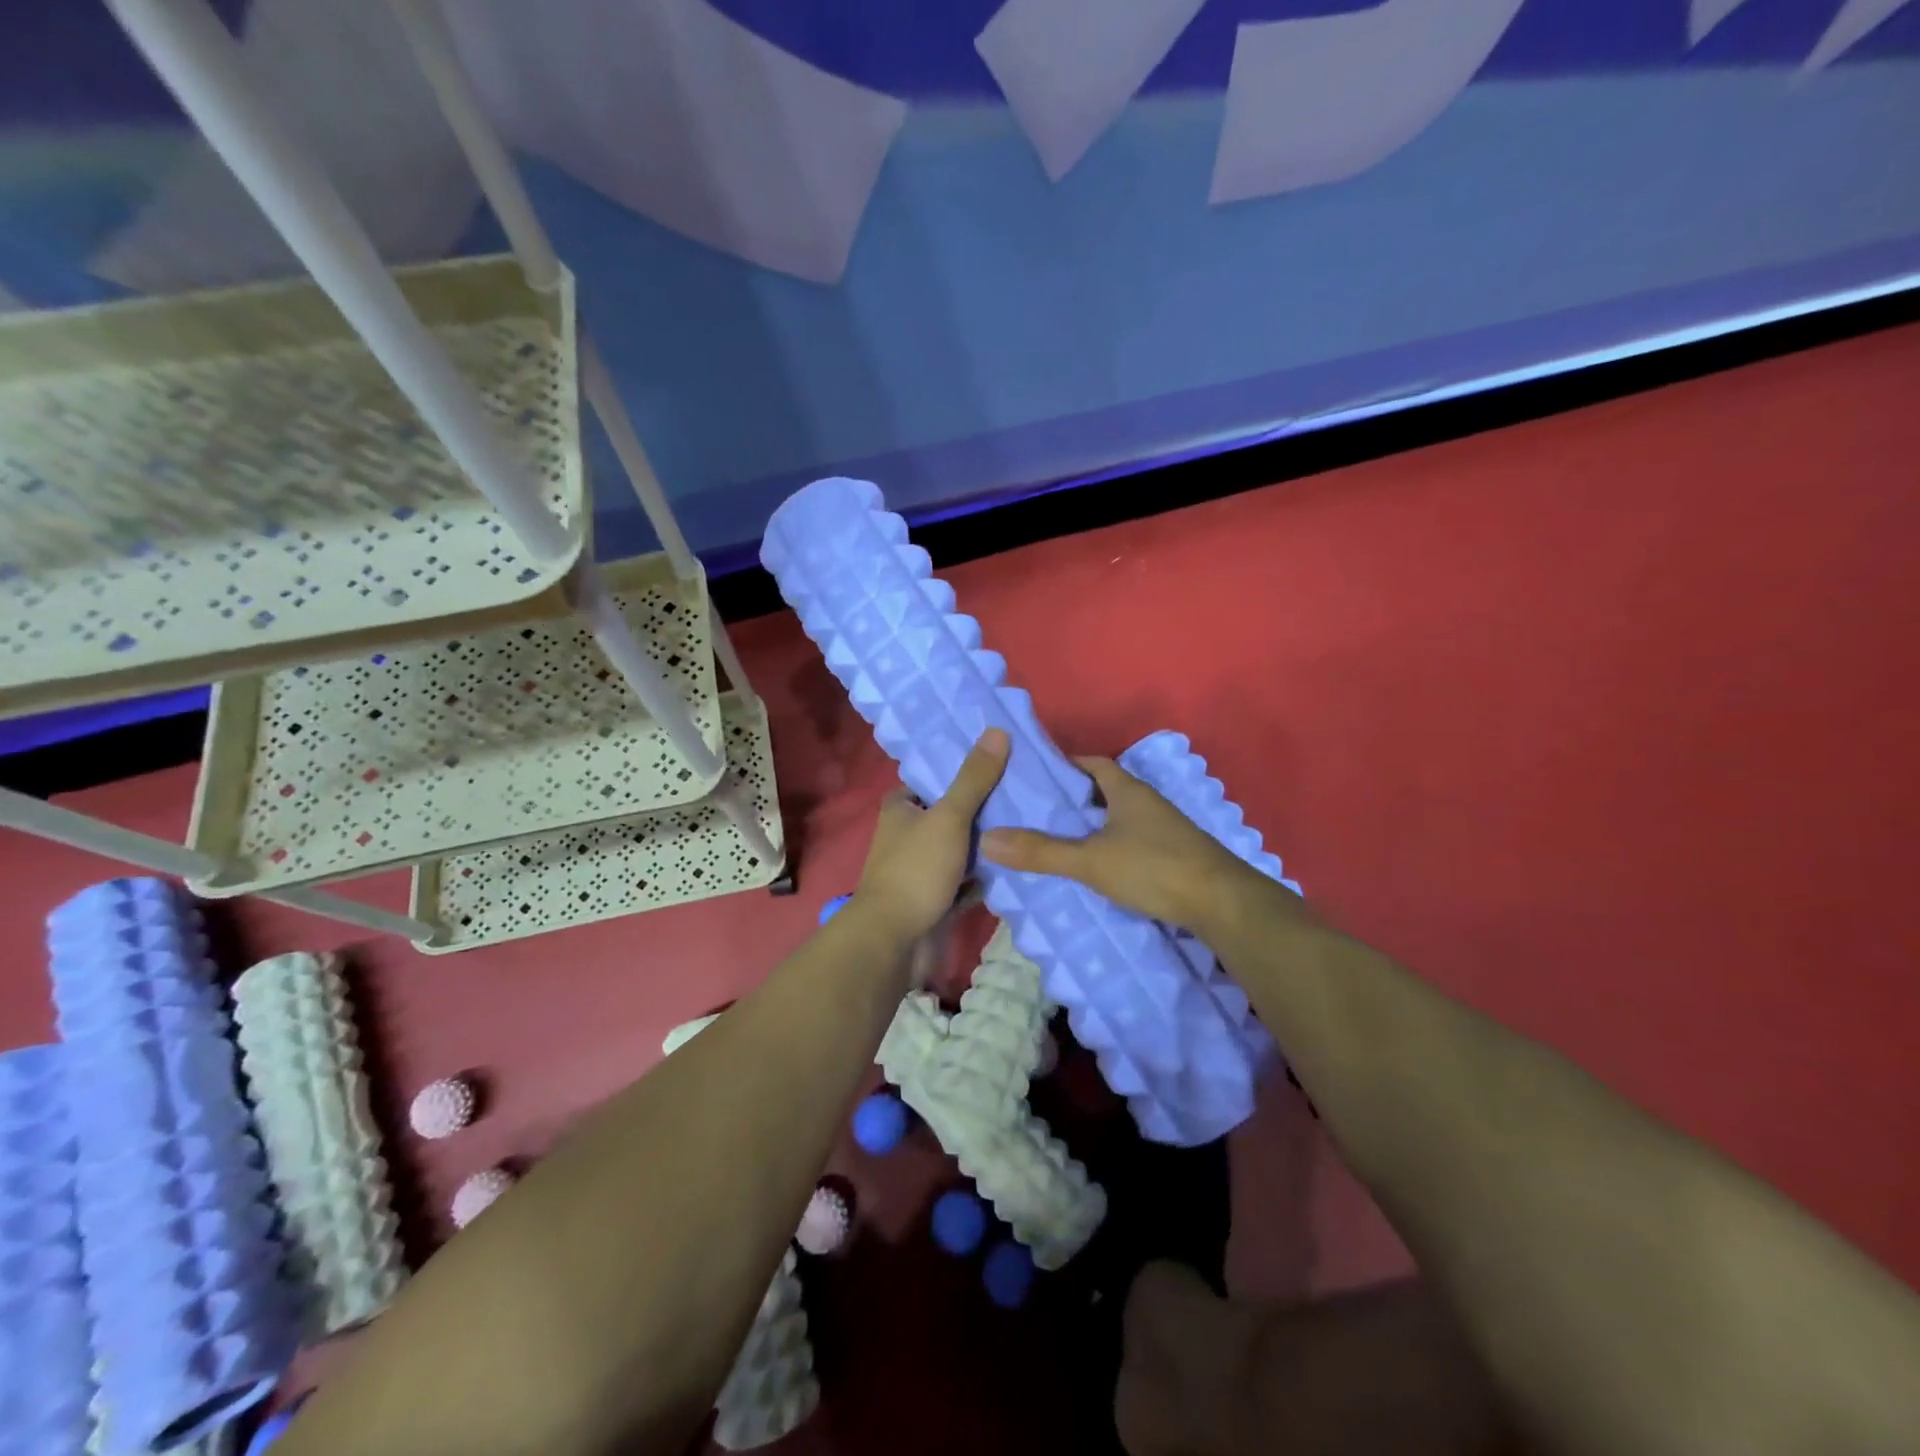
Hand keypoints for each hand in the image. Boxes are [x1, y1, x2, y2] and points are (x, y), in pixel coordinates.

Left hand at [851, 728, 1009, 942]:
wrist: (895, 942)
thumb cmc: (916, 870)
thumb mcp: (949, 817)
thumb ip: (973, 778)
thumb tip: (997, 730)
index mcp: (901, 808)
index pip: (933, 779)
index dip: (962, 770)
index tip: (1000, 761)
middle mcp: (908, 835)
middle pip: (951, 814)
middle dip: (983, 809)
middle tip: (1027, 793)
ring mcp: (922, 870)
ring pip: (961, 849)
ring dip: (988, 845)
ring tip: (1031, 825)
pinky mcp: (936, 899)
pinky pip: (967, 881)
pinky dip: (986, 876)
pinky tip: (1018, 865)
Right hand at [981, 756, 1299, 935]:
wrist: (1222, 904)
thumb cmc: (1154, 867)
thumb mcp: (1090, 860)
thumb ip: (1041, 852)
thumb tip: (988, 839)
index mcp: (1128, 791)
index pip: (1093, 764)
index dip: (1067, 765)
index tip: (1038, 775)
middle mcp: (1148, 803)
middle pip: (1106, 790)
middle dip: (1076, 798)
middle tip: (1040, 811)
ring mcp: (1165, 830)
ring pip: (1121, 818)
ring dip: (1095, 824)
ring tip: (1060, 839)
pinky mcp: (1175, 855)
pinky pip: (1134, 841)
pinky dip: (1112, 846)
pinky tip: (1097, 866)